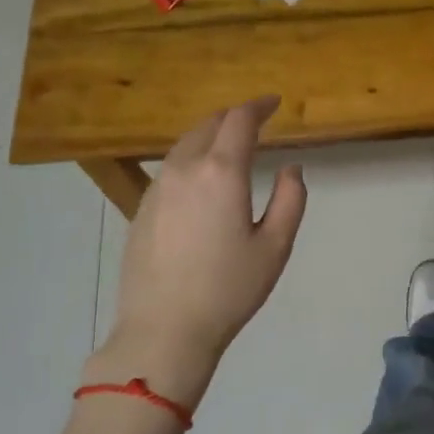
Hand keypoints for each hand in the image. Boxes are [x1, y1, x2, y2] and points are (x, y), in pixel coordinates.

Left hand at [88, 97, 306, 408]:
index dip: (258, 106)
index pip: (239, 121)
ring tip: (230, 145)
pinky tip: (201, 180)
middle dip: (233, 116)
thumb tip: (291, 168)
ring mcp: (157, 188)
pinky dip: (191, 158)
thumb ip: (290, 199)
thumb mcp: (275, 246)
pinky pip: (170, 168)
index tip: (274, 103)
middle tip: (255, 121)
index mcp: (221, 172)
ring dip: (210, 135)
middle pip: (208, 124)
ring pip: (184, 144)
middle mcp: (184, 169)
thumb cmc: (228, 289)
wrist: (163, 330)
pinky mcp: (142, 209)